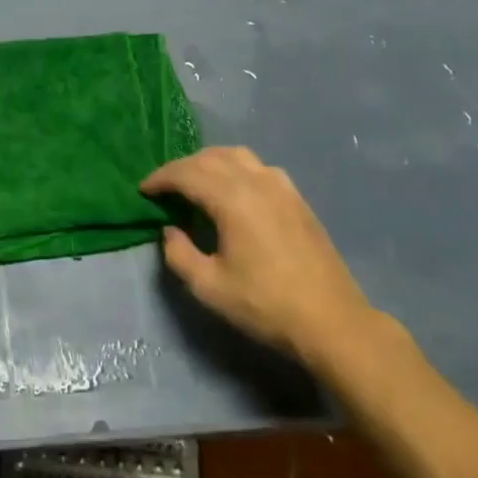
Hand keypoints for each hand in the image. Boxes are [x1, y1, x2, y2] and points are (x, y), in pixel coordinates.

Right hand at [144, 146, 383, 368]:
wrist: (333, 322)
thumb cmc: (266, 305)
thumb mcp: (210, 287)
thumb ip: (179, 254)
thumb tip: (171, 230)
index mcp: (232, 198)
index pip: (186, 173)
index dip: (160, 179)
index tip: (144, 190)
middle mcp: (256, 181)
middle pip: (209, 158)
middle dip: (181, 168)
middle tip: (164, 188)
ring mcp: (281, 186)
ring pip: (236, 155)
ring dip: (209, 162)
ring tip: (196, 182)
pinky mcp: (297, 198)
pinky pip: (258, 167)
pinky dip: (236, 168)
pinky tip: (234, 191)